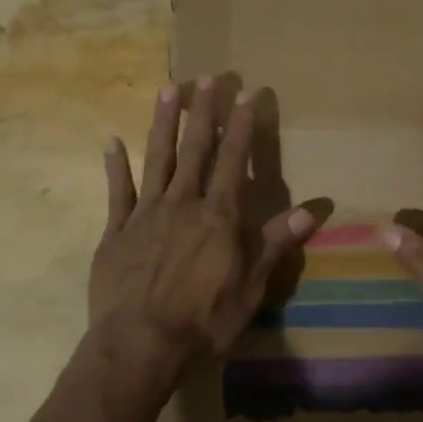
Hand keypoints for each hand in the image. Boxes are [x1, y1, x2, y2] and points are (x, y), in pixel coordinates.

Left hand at [90, 78, 322, 370]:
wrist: (140, 344)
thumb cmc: (204, 319)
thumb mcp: (251, 286)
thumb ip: (275, 243)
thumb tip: (312, 209)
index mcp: (218, 215)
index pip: (233, 160)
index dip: (240, 126)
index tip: (245, 94)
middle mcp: (182, 203)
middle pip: (194, 148)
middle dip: (202, 111)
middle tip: (207, 77)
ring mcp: (146, 214)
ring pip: (156, 159)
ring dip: (162, 123)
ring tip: (168, 89)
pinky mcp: (116, 231)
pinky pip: (116, 192)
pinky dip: (114, 167)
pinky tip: (111, 142)